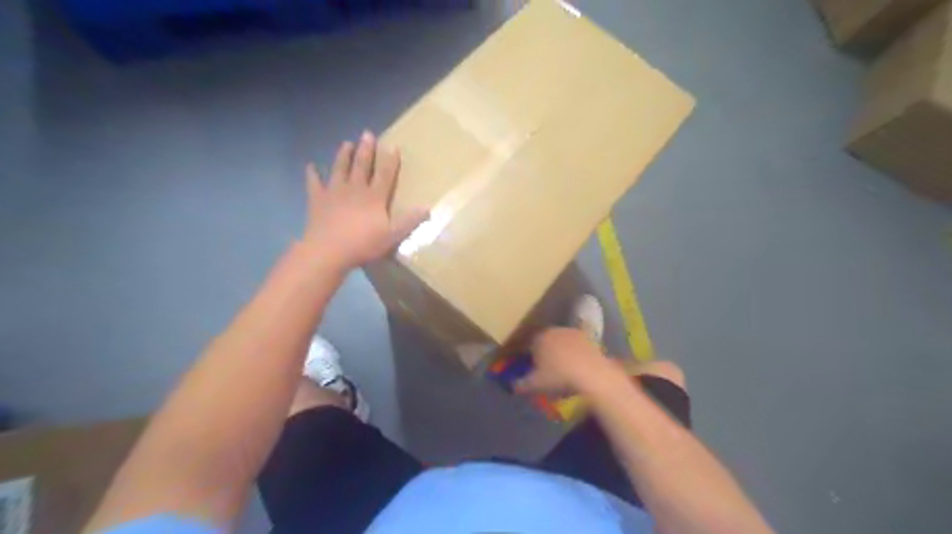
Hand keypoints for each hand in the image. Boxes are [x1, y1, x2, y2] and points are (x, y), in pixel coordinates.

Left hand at [305, 129, 427, 270]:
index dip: (390, 160)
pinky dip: (312, 174)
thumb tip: (427, 207)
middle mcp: (355, 189)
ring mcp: (334, 192)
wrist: (328, 251)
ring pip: (340, 169)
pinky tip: (310, 166)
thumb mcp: (392, 236)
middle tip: (367, 133)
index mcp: (374, 197)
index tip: (392, 146)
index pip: (385, 174)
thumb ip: (409, 221)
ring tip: (346, 143)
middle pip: (361, 165)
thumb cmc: (363, 244)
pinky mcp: (317, 200)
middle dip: (366, 150)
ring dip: (343, 155)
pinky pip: (314, 183)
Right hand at [515, 326, 618, 395]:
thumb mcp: (536, 384)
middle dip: (546, 352)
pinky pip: (578, 346)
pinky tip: (579, 366)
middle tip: (548, 369)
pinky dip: (577, 353)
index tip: (532, 369)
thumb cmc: (558, 376)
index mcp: (538, 338)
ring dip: (562, 352)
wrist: (591, 373)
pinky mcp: (589, 338)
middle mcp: (554, 331)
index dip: (530, 357)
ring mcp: (573, 332)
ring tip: (565, 369)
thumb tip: (513, 385)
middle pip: (546, 341)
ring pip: (562, 342)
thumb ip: (522, 384)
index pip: (529, 345)